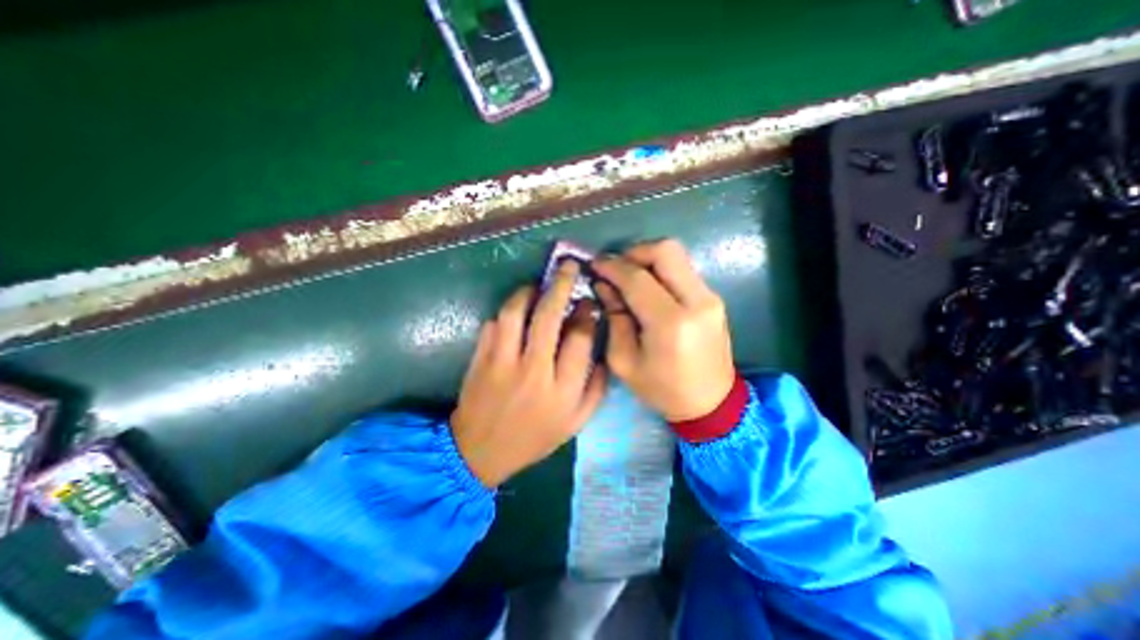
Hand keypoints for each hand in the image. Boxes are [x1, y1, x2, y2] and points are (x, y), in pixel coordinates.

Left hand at [450, 260, 603, 490]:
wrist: (480, 452)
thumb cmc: (533, 438)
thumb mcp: (575, 424)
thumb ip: (596, 389)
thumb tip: (603, 353)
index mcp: (562, 390)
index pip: (581, 339)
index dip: (587, 314)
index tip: (588, 303)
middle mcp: (533, 371)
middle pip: (549, 317)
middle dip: (561, 285)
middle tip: (567, 267)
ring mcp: (502, 362)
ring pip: (516, 313)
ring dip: (528, 292)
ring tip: (537, 286)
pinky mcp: (479, 359)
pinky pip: (493, 324)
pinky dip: (505, 313)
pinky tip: (515, 312)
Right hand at [593, 238, 734, 419]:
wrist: (711, 403)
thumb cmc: (663, 389)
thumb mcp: (625, 361)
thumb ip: (614, 318)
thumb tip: (604, 285)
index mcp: (671, 324)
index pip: (638, 279)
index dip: (612, 267)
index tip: (595, 264)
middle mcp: (696, 302)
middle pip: (665, 251)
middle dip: (634, 252)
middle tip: (615, 267)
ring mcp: (710, 297)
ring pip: (677, 255)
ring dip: (648, 259)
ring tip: (628, 276)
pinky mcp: (714, 298)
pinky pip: (683, 270)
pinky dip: (661, 270)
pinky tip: (648, 287)